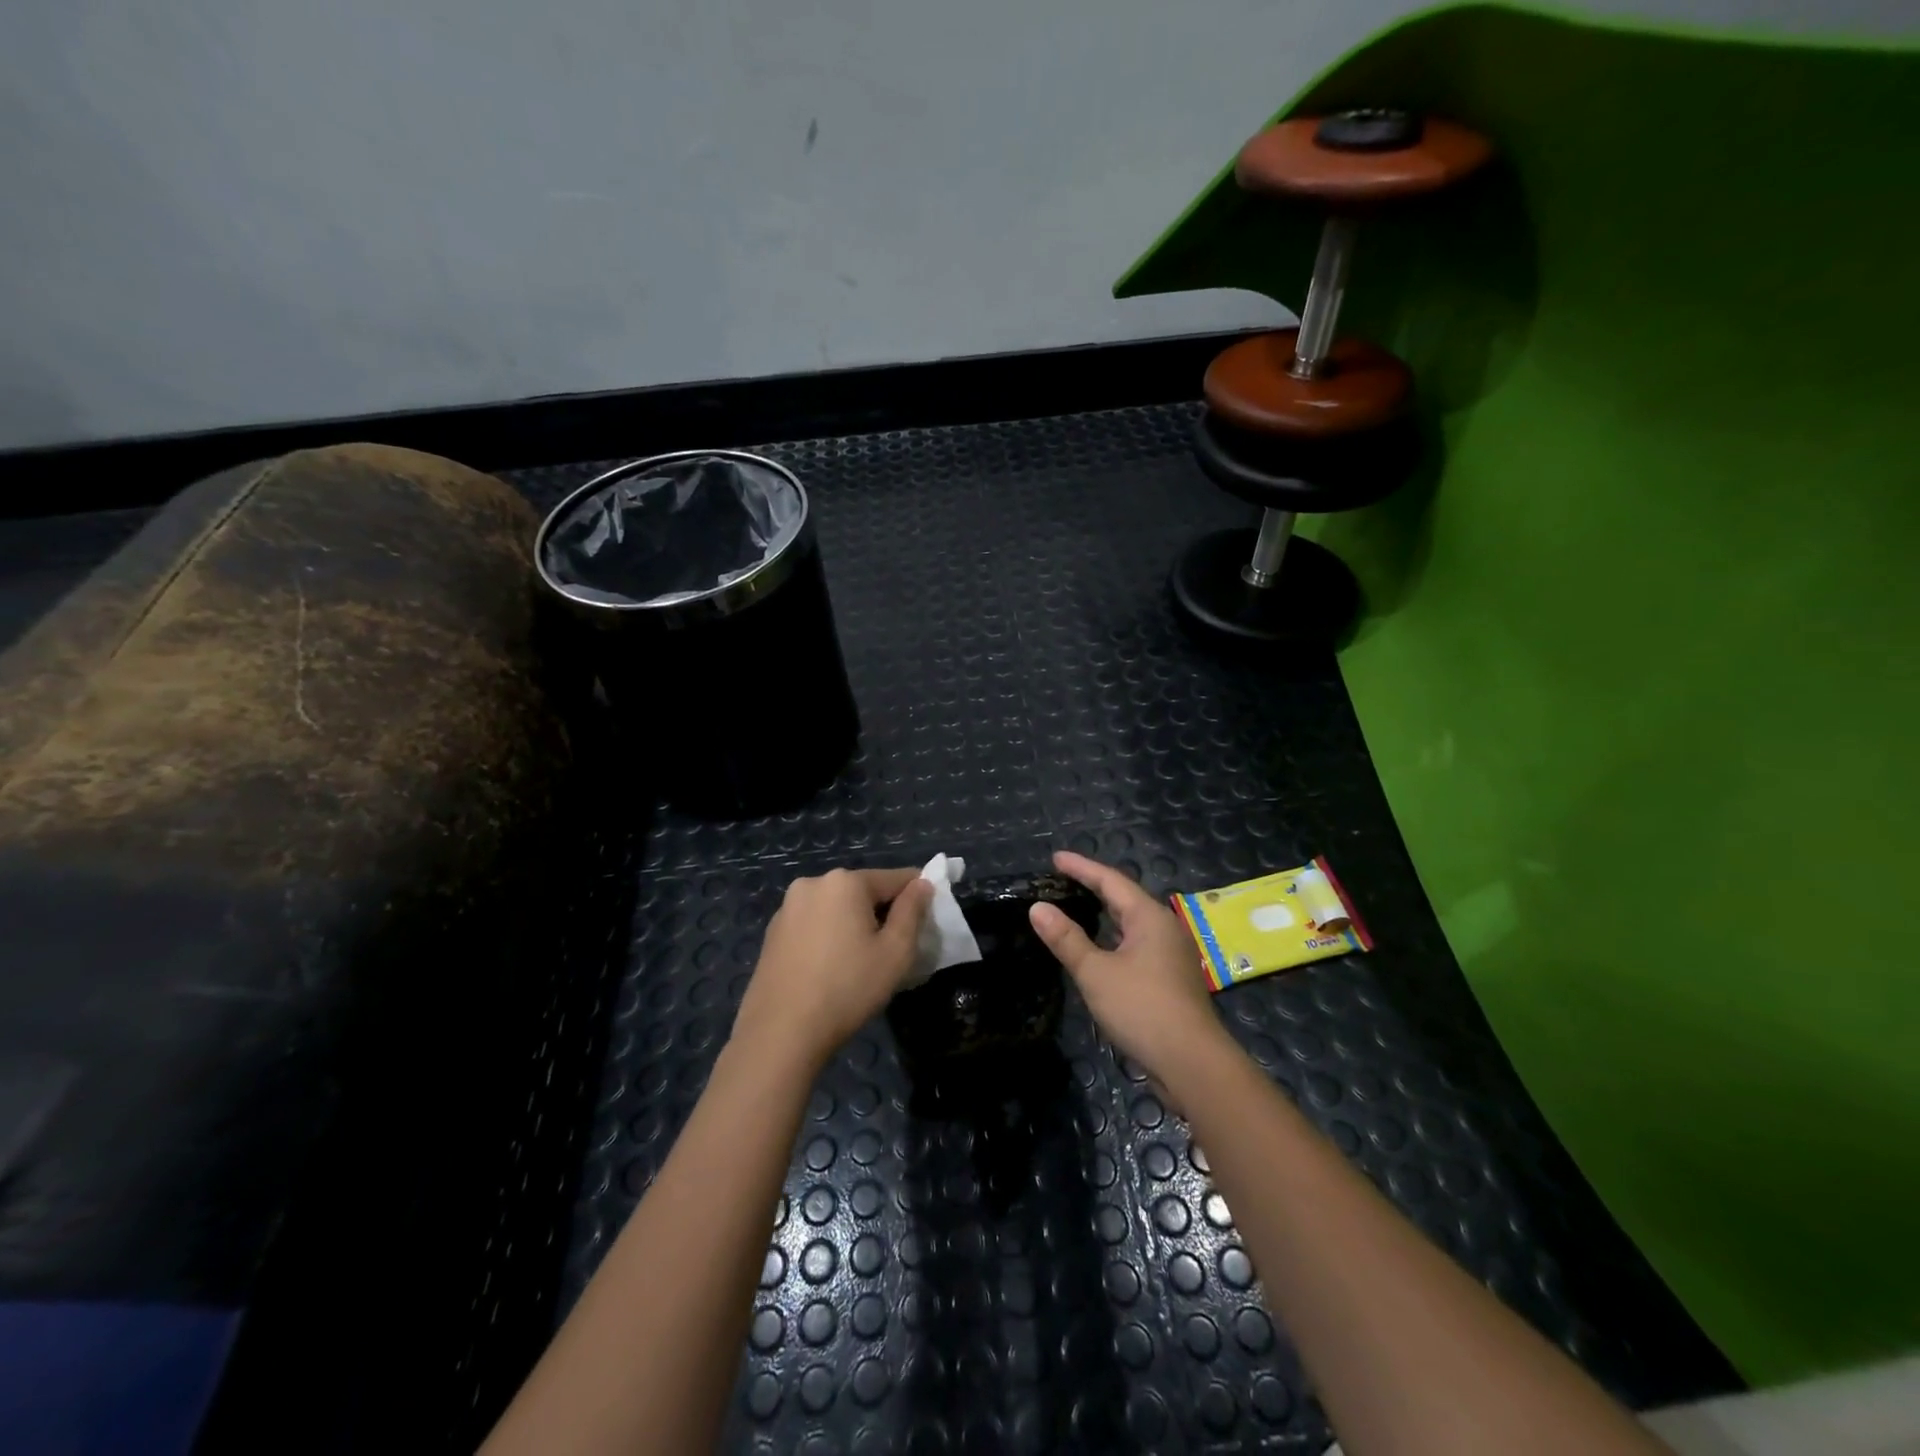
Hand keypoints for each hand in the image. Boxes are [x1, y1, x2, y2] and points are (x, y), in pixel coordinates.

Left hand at [734, 867, 932, 1066]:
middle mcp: (813, 883)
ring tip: (860, 964)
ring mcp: (787, 908)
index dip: (917, 896)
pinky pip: (814, 924)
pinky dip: (828, 937)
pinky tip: (830, 970)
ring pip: (837, 908)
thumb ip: (912, 911)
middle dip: (882, 913)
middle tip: (893, 951)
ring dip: (854, 925)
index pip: (895, 878)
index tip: (927, 921)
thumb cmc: (848, 988)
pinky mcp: (773, 932)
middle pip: (863, 891)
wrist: (781, 1033)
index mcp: (845, 882)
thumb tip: (922, 883)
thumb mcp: (895, 952)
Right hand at [1029, 850, 1225, 1081]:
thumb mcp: (1095, 972)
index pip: (1110, 880)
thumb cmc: (1142, 1008)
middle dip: (1093, 887)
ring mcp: (1171, 954)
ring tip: (1077, 906)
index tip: (1055, 858)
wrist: (1192, 1063)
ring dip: (1104, 914)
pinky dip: (1114, 937)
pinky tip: (1100, 948)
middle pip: (1124, 898)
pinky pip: (1137, 943)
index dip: (1081, 868)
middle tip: (1062, 879)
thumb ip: (1066, 939)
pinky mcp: (1171, 978)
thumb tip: (1038, 908)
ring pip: (1132, 923)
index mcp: (1149, 917)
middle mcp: (1165, 927)